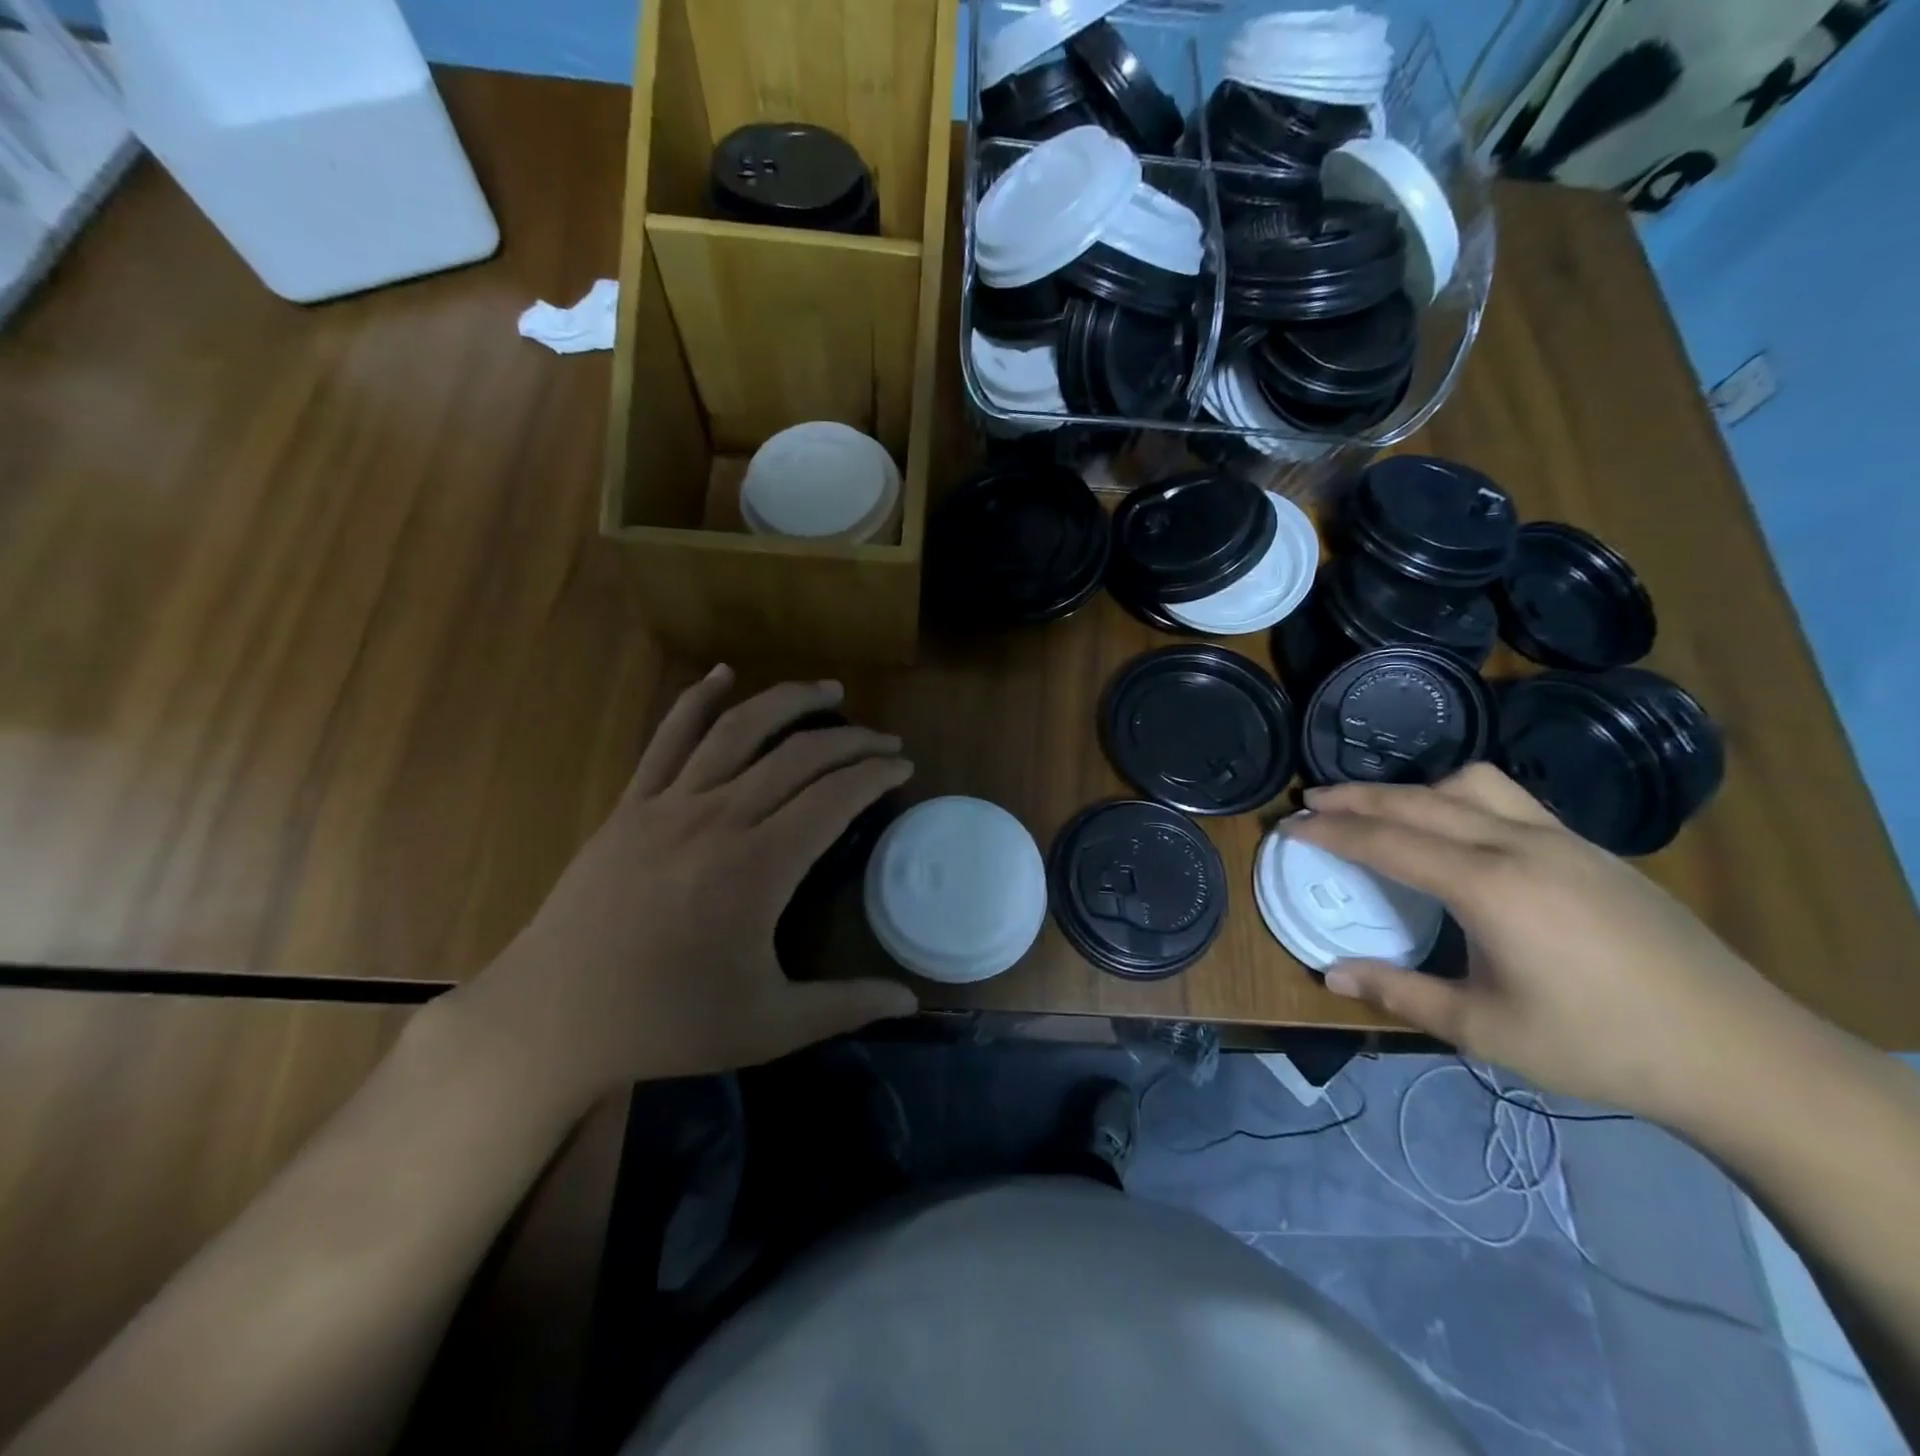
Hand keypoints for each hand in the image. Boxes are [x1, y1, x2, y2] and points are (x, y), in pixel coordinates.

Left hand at [456, 666, 917, 1103]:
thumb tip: (911, 1002)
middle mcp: (720, 819)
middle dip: (851, 740)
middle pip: (799, 756)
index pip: (835, 797)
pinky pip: (669, 737)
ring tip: (828, 690)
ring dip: (790, 701)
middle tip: (884, 740)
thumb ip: (844, 1005)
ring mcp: (670, 805)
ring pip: (740, 730)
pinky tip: (723, 674)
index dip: (875, 773)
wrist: (553, 1019)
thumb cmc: (667, 1024)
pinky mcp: (631, 805)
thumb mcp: (768, 1025)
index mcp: (759, 867)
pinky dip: (698, 699)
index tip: (903, 765)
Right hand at [1293, 764, 1804, 1118]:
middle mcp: (1519, 845)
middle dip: (1357, 797)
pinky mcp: (1592, 850)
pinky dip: (1461, 799)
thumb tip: (1331, 972)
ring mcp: (1562, 840)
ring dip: (1414, 789)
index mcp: (1488, 886)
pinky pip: (1510, 800)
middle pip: (1418, 800)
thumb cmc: (1599, 1046)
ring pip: (1470, 784)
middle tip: (1312, 800)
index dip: (1331, 831)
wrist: (1741, 1054)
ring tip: (1384, 811)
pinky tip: (1459, 832)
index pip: (1387, 841)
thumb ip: (1400, 992)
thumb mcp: (1484, 1029)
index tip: (1289, 825)